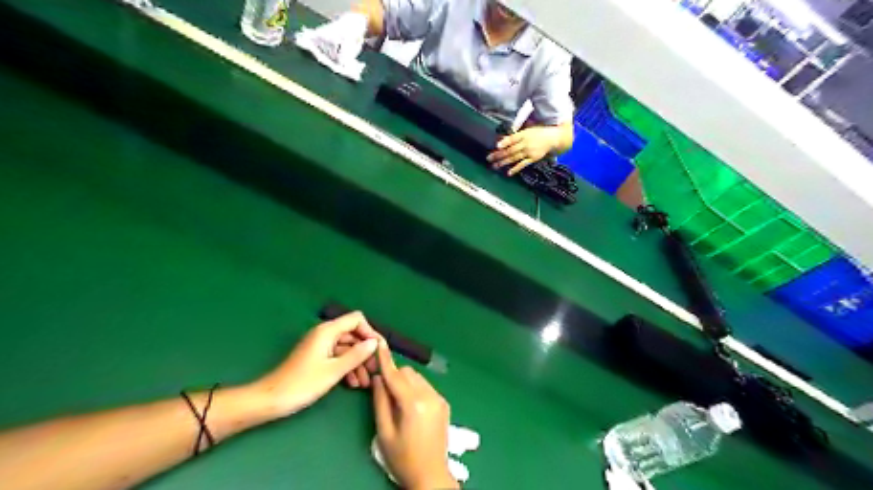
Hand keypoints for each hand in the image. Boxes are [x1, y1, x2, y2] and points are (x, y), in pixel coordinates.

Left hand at [248, 313, 378, 419]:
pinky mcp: (317, 358)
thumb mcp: (334, 371)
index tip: (378, 350)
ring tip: (366, 383)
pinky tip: (353, 384)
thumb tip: (374, 343)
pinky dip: (347, 367)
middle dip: (365, 351)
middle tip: (375, 370)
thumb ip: (356, 355)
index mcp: (328, 331)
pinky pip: (338, 357)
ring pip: (347, 348)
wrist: (270, 400)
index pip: (357, 320)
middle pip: (353, 335)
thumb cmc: (302, 384)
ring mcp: (320, 346)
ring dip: (358, 363)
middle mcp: (325, 334)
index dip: (370, 332)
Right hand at [372, 341, 459, 489]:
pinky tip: (411, 406)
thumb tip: (379, 379)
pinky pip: (425, 387)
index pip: (396, 376)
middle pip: (408, 373)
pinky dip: (415, 389)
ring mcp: (439, 398)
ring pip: (417, 378)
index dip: (386, 359)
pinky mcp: (444, 403)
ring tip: (398, 402)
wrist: (430, 475)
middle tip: (384, 392)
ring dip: (405, 382)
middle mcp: (429, 395)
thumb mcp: (384, 432)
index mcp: (413, 403)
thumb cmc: (402, 457)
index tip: (379, 343)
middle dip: (395, 377)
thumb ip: (380, 402)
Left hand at [488, 125, 553, 175]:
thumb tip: (503, 140)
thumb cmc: (538, 132)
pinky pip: (522, 164)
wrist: (553, 138)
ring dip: (504, 162)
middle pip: (510, 150)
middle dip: (499, 154)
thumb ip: (516, 135)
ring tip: (495, 166)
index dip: (505, 142)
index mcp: (524, 134)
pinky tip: (509, 173)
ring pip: (514, 158)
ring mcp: (529, 152)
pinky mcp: (533, 159)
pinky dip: (515, 169)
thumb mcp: (528, 129)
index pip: (513, 138)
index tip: (497, 145)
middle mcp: (525, 143)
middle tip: (489, 158)